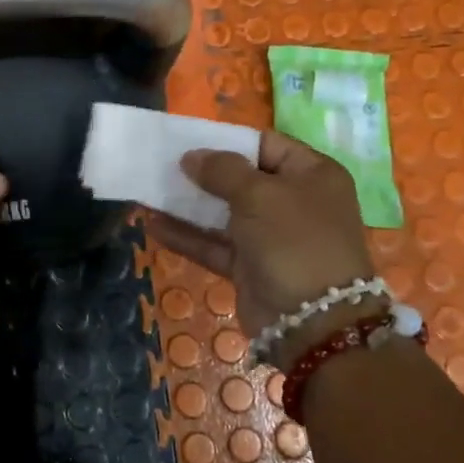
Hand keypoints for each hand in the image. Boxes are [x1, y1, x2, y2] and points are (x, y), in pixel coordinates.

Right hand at [145, 130, 374, 364]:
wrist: (312, 322)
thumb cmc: (293, 241)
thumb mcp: (259, 194)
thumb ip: (222, 170)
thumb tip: (191, 157)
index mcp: (312, 175)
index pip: (267, 145)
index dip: (229, 141)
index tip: (191, 141)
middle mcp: (294, 202)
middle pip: (243, 179)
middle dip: (204, 173)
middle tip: (165, 164)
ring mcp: (272, 237)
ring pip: (224, 213)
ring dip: (189, 204)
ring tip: (151, 190)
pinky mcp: (250, 266)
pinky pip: (215, 243)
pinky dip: (187, 235)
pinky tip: (153, 224)